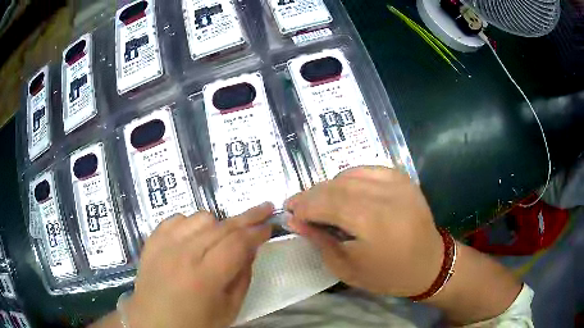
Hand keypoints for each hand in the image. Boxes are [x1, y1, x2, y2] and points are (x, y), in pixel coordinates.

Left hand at [123, 203, 272, 327]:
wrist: (154, 323)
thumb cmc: (195, 324)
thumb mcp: (229, 309)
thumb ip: (243, 277)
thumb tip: (251, 248)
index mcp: (204, 278)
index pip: (238, 243)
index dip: (258, 231)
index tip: (271, 224)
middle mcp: (183, 255)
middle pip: (222, 226)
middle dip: (248, 217)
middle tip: (265, 209)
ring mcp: (164, 245)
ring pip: (200, 217)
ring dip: (218, 224)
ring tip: (221, 238)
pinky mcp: (151, 241)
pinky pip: (177, 219)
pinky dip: (191, 224)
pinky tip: (194, 237)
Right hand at [286, 166, 442, 296]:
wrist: (429, 263)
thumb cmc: (388, 275)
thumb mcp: (347, 268)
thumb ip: (319, 240)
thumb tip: (294, 220)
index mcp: (375, 223)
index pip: (327, 203)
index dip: (303, 206)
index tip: (289, 213)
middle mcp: (387, 196)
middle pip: (336, 186)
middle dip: (311, 195)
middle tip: (296, 207)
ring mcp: (397, 182)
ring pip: (348, 175)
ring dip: (327, 187)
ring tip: (317, 202)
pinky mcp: (402, 178)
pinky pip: (365, 170)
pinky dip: (347, 178)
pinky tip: (341, 192)